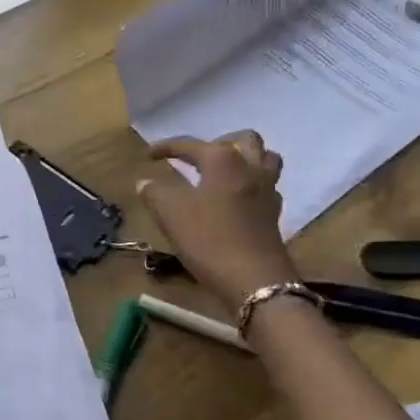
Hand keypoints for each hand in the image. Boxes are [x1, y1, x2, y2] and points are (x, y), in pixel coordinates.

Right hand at [137, 132, 298, 307]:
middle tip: (198, 159)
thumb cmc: (208, 239)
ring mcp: (268, 190)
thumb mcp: (170, 213)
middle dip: (219, 143)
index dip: (166, 147)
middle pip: (243, 139)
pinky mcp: (274, 214)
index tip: (149, 155)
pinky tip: (236, 200)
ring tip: (223, 173)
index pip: (191, 145)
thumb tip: (145, 181)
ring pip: (264, 159)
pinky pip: (267, 186)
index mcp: (222, 160)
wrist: (254, 280)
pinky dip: (252, 185)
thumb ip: (155, 192)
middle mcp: (250, 167)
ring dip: (245, 159)